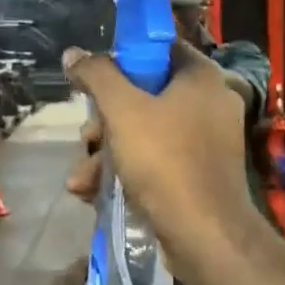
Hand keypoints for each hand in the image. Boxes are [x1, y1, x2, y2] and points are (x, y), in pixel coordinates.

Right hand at [61, 41, 254, 261]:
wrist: (205, 235)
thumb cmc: (165, 161)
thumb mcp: (123, 110)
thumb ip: (97, 75)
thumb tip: (74, 53)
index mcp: (201, 77)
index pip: (158, 49)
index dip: (122, 61)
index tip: (94, 82)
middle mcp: (209, 104)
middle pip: (144, 96)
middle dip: (104, 122)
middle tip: (87, 140)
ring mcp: (207, 143)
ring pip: (145, 133)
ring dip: (105, 154)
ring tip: (81, 180)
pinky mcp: (199, 175)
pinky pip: (156, 161)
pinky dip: (126, 172)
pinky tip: (95, 193)